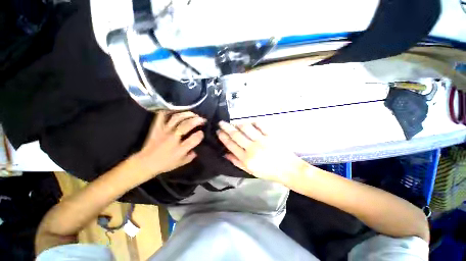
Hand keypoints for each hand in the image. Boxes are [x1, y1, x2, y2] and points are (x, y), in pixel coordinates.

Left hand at [133, 111, 205, 179]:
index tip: (202, 133)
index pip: (194, 138)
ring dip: (187, 114)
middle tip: (202, 119)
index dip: (200, 134)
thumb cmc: (165, 164)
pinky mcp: (157, 127)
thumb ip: (191, 156)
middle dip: (197, 120)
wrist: (145, 162)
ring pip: (177, 118)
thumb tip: (196, 149)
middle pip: (187, 125)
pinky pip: (162, 116)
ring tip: (193, 114)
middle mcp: (173, 138)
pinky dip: (169, 111)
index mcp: (180, 149)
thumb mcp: (181, 163)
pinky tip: (177, 110)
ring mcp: (164, 131)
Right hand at [217, 121, 305, 183]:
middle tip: (221, 122)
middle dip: (227, 128)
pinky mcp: (271, 135)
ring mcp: (262, 140)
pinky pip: (260, 125)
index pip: (231, 145)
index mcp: (246, 158)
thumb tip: (225, 154)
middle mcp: (252, 148)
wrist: (288, 170)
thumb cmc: (268, 172)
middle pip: (236, 135)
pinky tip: (251, 122)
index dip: (223, 137)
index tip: (218, 131)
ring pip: (246, 128)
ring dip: (238, 124)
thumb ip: (237, 162)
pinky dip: (254, 122)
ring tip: (234, 123)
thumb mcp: (250, 171)